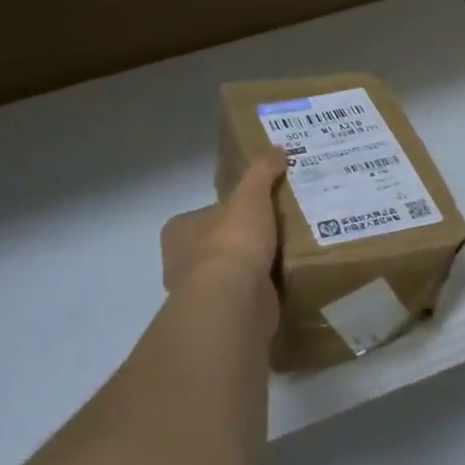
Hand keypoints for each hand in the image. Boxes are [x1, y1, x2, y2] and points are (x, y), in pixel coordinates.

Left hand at [160, 149, 286, 295]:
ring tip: (285, 256)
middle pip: (215, 245)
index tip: (256, 210)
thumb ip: (262, 171)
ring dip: (250, 269)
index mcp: (179, 231)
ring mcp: (199, 294)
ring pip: (228, 274)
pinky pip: (243, 297)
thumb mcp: (251, 195)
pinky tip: (283, 283)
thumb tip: (277, 148)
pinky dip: (259, 292)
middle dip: (240, 242)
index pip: (204, 215)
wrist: (234, 300)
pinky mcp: (220, 316)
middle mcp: (181, 262)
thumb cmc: (233, 242)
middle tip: (275, 232)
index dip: (229, 211)